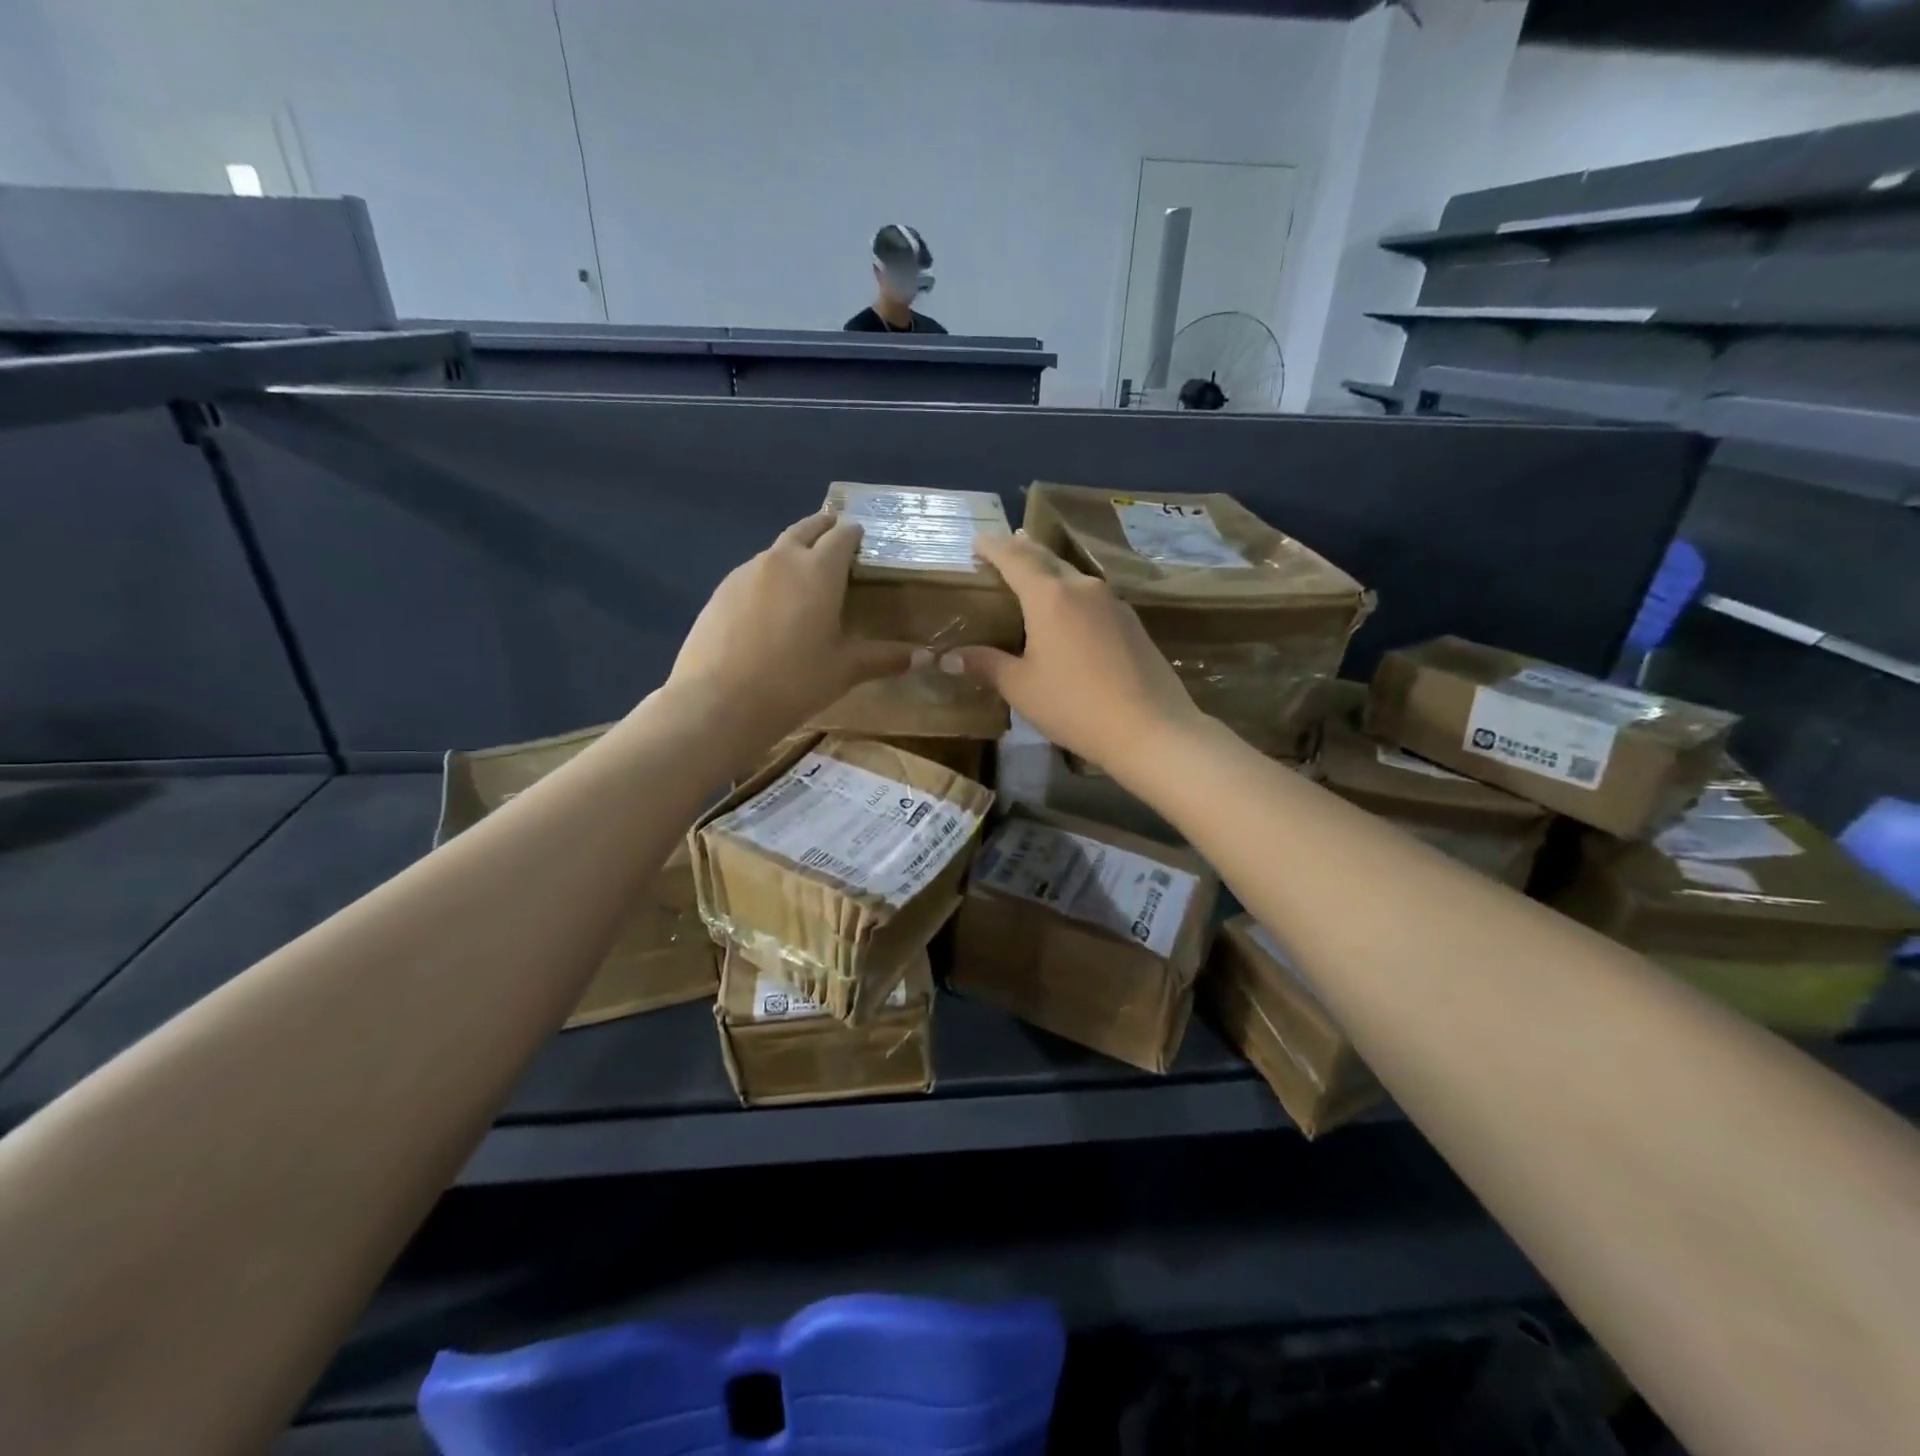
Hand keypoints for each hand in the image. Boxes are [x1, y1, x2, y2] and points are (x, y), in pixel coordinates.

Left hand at [669, 514, 914, 739]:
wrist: (720, 701)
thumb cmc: (795, 682)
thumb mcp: (845, 670)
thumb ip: (885, 658)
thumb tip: (925, 658)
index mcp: (819, 571)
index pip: (842, 537)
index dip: (854, 535)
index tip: (862, 539)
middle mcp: (782, 559)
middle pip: (806, 529)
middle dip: (823, 528)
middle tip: (835, 535)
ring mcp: (746, 572)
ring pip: (776, 550)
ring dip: (793, 552)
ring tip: (804, 574)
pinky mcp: (720, 591)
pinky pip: (752, 573)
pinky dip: (768, 577)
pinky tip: (770, 605)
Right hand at [942, 532, 1204, 772]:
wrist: (1150, 728)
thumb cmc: (1074, 706)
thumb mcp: (1021, 688)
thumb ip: (987, 664)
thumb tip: (950, 657)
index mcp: (1049, 596)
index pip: (1014, 558)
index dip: (993, 547)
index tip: (977, 540)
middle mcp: (1083, 588)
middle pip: (1047, 558)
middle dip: (1023, 549)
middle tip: (1005, 544)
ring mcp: (1113, 602)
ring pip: (1073, 574)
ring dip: (1050, 568)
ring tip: (1034, 569)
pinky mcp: (1132, 621)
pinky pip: (1093, 595)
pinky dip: (1072, 592)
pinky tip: (1070, 608)